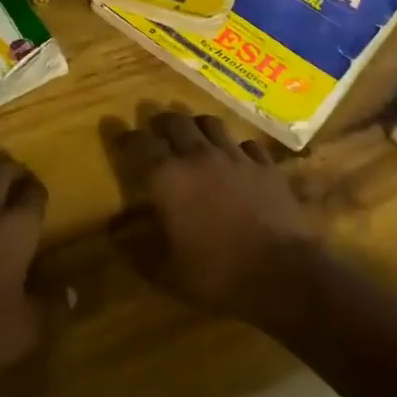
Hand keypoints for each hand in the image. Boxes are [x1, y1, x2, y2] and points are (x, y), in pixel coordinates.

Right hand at [106, 109, 320, 326]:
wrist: (282, 273)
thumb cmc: (217, 274)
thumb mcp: (166, 273)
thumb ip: (136, 250)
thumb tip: (114, 233)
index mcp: (169, 178)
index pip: (140, 144)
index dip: (126, 137)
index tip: (120, 135)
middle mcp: (199, 156)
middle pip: (175, 122)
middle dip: (161, 122)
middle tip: (156, 129)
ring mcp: (235, 156)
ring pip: (211, 124)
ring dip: (196, 126)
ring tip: (193, 135)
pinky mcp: (264, 165)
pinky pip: (246, 144)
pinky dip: (235, 148)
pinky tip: (236, 160)